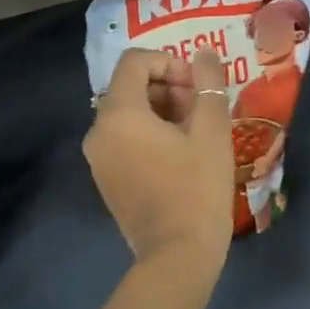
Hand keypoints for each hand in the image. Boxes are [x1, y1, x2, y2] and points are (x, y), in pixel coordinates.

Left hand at [84, 49, 233, 276]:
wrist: (177, 256)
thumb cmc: (196, 188)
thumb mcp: (211, 131)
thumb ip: (208, 84)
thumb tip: (204, 53)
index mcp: (119, 114)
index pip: (135, 62)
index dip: (169, 63)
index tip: (197, 85)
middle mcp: (98, 130)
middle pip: (129, 85)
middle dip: (167, 86)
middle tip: (200, 107)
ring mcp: (98, 156)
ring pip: (127, 112)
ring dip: (160, 108)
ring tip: (194, 130)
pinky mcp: (105, 176)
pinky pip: (123, 137)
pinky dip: (148, 131)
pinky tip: (178, 151)